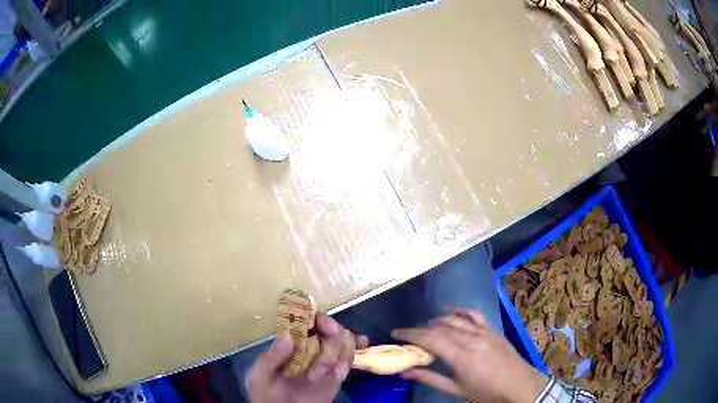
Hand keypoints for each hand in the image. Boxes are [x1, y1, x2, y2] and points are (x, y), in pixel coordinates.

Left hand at [247, 313, 368, 402]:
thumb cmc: (266, 393)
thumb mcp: (261, 375)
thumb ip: (272, 357)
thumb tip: (289, 335)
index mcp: (290, 344)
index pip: (307, 322)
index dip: (318, 319)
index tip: (323, 325)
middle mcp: (309, 348)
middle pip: (331, 330)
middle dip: (333, 339)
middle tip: (325, 361)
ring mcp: (324, 361)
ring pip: (343, 342)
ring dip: (343, 354)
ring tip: (331, 374)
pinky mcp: (336, 375)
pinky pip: (349, 359)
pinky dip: (355, 352)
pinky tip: (362, 347)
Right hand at [392, 309, 547, 402]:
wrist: (519, 385)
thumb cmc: (486, 392)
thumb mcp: (457, 389)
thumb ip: (431, 378)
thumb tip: (405, 372)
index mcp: (462, 356)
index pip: (431, 339)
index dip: (411, 334)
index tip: (396, 333)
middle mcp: (472, 339)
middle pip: (440, 327)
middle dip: (420, 328)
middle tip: (407, 334)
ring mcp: (484, 332)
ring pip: (456, 319)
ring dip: (437, 320)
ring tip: (426, 326)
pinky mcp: (493, 329)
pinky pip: (474, 314)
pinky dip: (460, 310)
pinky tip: (451, 312)